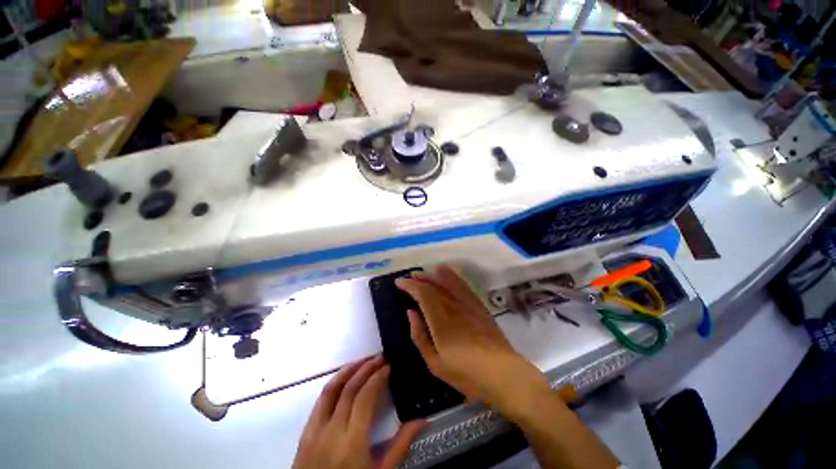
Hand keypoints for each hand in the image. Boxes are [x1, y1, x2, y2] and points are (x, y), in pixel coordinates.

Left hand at [292, 356, 424, 468]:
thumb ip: (400, 446)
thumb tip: (422, 420)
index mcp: (352, 442)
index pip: (365, 397)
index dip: (377, 377)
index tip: (388, 366)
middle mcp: (331, 431)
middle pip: (349, 388)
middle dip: (366, 368)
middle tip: (380, 358)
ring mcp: (315, 430)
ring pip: (331, 389)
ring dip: (348, 370)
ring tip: (363, 361)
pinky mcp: (305, 433)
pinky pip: (320, 401)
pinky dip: (334, 384)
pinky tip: (344, 380)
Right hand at [395, 265, 553, 419]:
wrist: (503, 374)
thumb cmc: (466, 374)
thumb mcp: (435, 363)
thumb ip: (419, 335)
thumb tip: (410, 312)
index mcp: (440, 319)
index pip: (422, 293)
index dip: (409, 285)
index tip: (399, 282)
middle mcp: (453, 305)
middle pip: (433, 284)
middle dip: (419, 278)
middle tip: (408, 278)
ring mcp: (468, 303)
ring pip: (447, 281)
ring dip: (433, 274)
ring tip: (423, 272)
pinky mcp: (478, 304)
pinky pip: (462, 284)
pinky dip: (451, 275)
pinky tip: (445, 272)